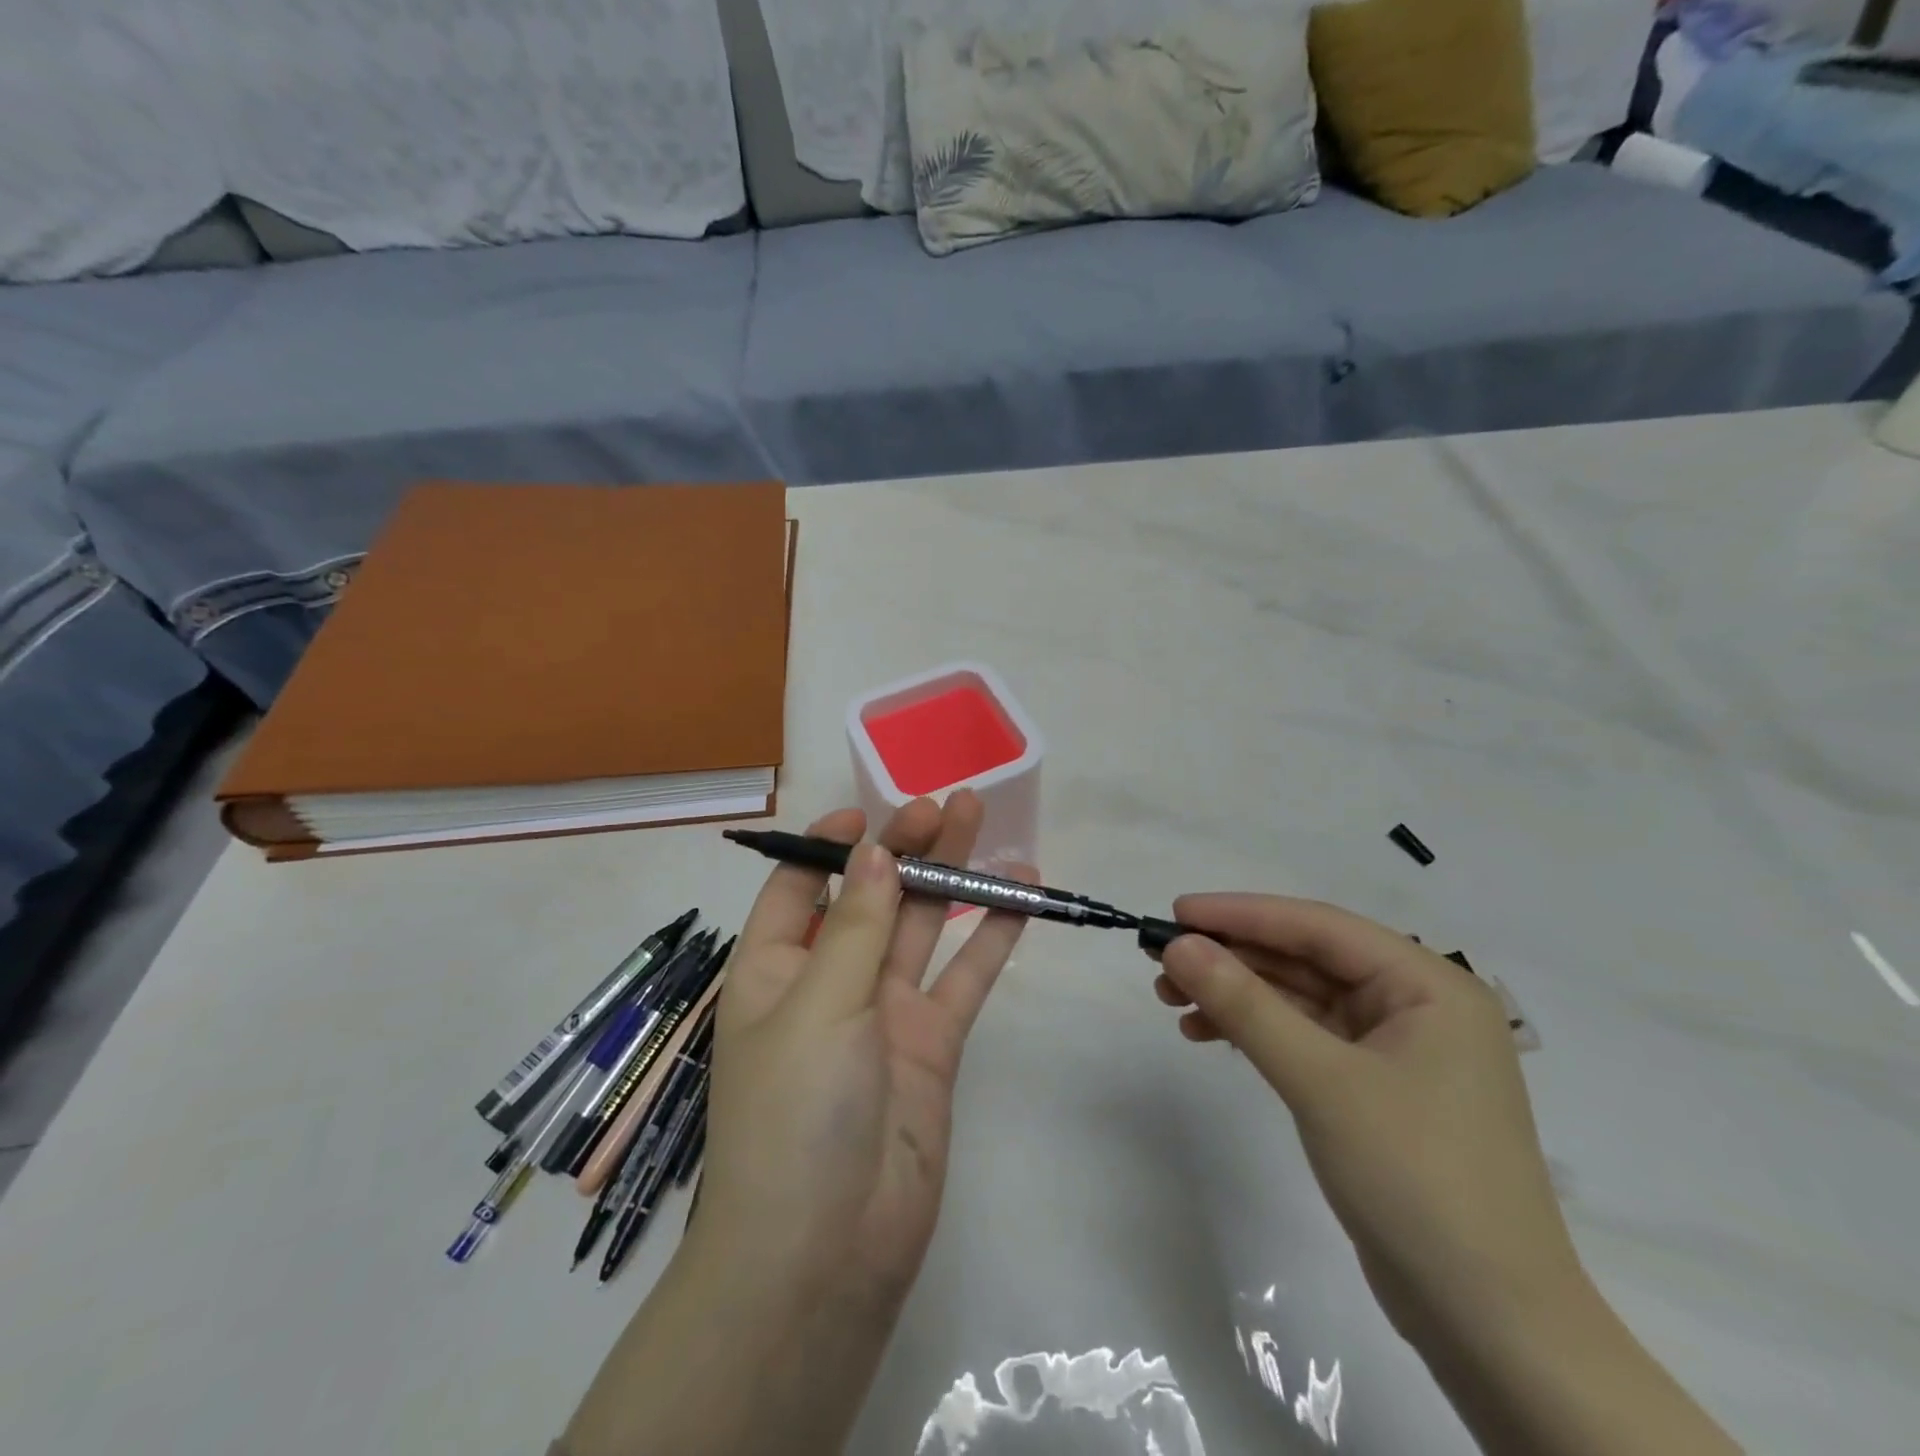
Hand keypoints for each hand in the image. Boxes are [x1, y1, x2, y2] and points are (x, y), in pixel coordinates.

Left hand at [698, 791, 1030, 1312]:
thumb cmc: (794, 1114)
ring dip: (951, 876)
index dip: (829, 845)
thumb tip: (876, 853)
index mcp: (775, 967)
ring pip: (922, 927)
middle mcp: (830, 981)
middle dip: (906, 847)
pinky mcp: (932, 1044)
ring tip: (985, 823)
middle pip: (872, 896)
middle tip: (948, 804)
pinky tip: (1020, 894)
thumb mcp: (816, 1005)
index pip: (798, 886)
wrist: (826, 1254)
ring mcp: (885, 1012)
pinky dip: (990, 936)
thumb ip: (856, 927)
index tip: (869, 814)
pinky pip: (964, 978)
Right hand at [1152, 894, 1578, 1339]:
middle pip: (1306, 959)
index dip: (1241, 914)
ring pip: (1300, 998)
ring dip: (1236, 995)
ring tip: (1171, 999)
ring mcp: (1397, 1050)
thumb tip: (1179, 945)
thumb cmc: (1416, 1180)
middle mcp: (1416, 1005)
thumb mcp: (1320, 1081)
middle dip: (1232, 957)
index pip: (1319, 927)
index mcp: (1428, 985)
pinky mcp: (1375, 1089)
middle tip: (1161, 960)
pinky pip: (1304, 1038)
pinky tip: (1207, 1033)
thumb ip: (1246, 1005)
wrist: (1491, 1326)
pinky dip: (1256, 1032)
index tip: (1175, 912)